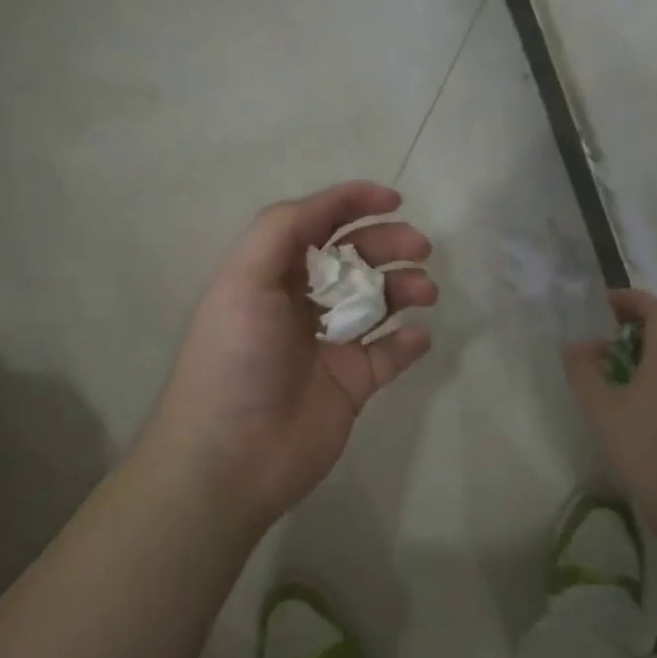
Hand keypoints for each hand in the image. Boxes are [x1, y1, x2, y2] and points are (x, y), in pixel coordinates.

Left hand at [147, 181, 436, 531]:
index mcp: (271, 275)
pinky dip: (408, 341)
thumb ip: (281, 231)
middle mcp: (301, 304)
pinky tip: (417, 336)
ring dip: (404, 287)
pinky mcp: (351, 385)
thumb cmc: (235, 360)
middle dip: (388, 243)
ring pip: (378, 302)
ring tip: (425, 291)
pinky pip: (389, 355)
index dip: (352, 203)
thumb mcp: (243, 280)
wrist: (231, 458)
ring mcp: (329, 345)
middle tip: (421, 248)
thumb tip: (329, 207)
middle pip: (354, 259)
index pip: (316, 224)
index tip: (394, 200)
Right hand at [564, 288, 656, 502]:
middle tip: (596, 339)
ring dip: (633, 358)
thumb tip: (577, 345)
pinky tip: (619, 406)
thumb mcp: (601, 406)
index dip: (632, 299)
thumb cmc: (643, 444)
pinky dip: (642, 382)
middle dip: (627, 329)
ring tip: (601, 373)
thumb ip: (583, 370)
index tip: (604, 303)